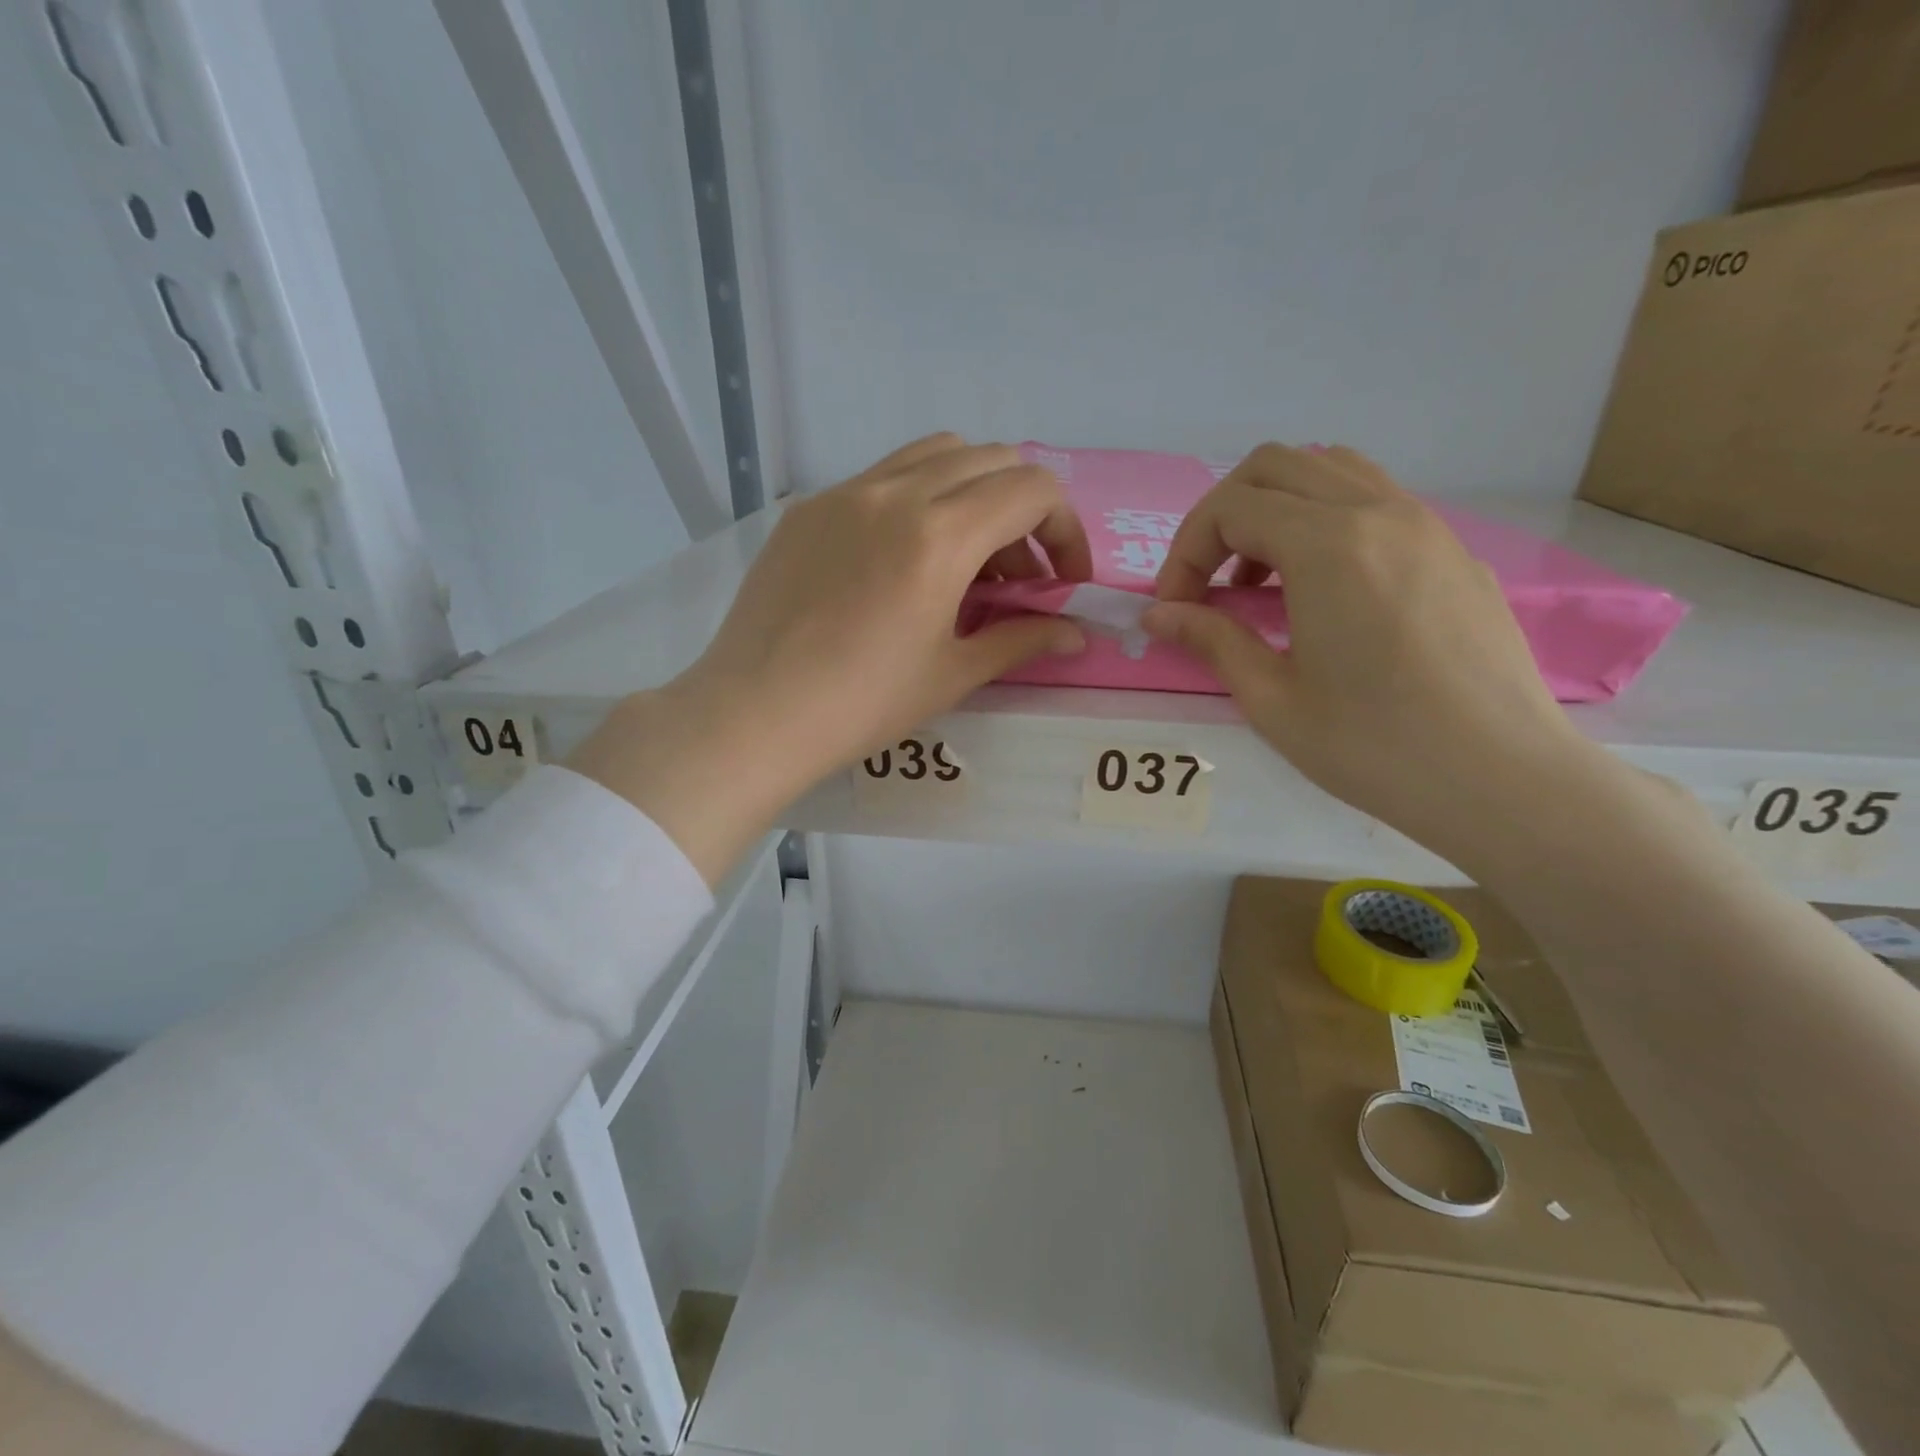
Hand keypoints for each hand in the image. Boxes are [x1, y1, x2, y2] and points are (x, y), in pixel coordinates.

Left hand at [570, 434, 1089, 882]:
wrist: (755, 713)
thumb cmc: (863, 704)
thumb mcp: (953, 674)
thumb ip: (1022, 640)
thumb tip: (1078, 633)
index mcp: (940, 535)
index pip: (1033, 489)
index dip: (1065, 530)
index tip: (1062, 581)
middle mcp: (895, 493)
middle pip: (991, 460)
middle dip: (1023, 512)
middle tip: (1016, 578)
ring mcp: (845, 493)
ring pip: (935, 455)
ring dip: (972, 494)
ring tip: (964, 560)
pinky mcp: (809, 508)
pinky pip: (882, 478)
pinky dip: (918, 500)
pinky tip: (903, 561)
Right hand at [1144, 443, 1604, 858]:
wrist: (1503, 779)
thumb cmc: (1374, 747)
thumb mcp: (1272, 700)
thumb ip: (1211, 640)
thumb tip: (1157, 615)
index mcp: (1328, 547)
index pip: (1230, 508)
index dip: (1185, 553)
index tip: (1174, 609)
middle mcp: (1378, 513)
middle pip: (1274, 466)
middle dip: (1221, 517)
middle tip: (1205, 583)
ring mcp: (1424, 525)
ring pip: (1329, 470)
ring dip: (1275, 509)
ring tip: (1261, 580)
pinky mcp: (1452, 550)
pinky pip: (1374, 499)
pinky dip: (1325, 520)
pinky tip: (1321, 589)